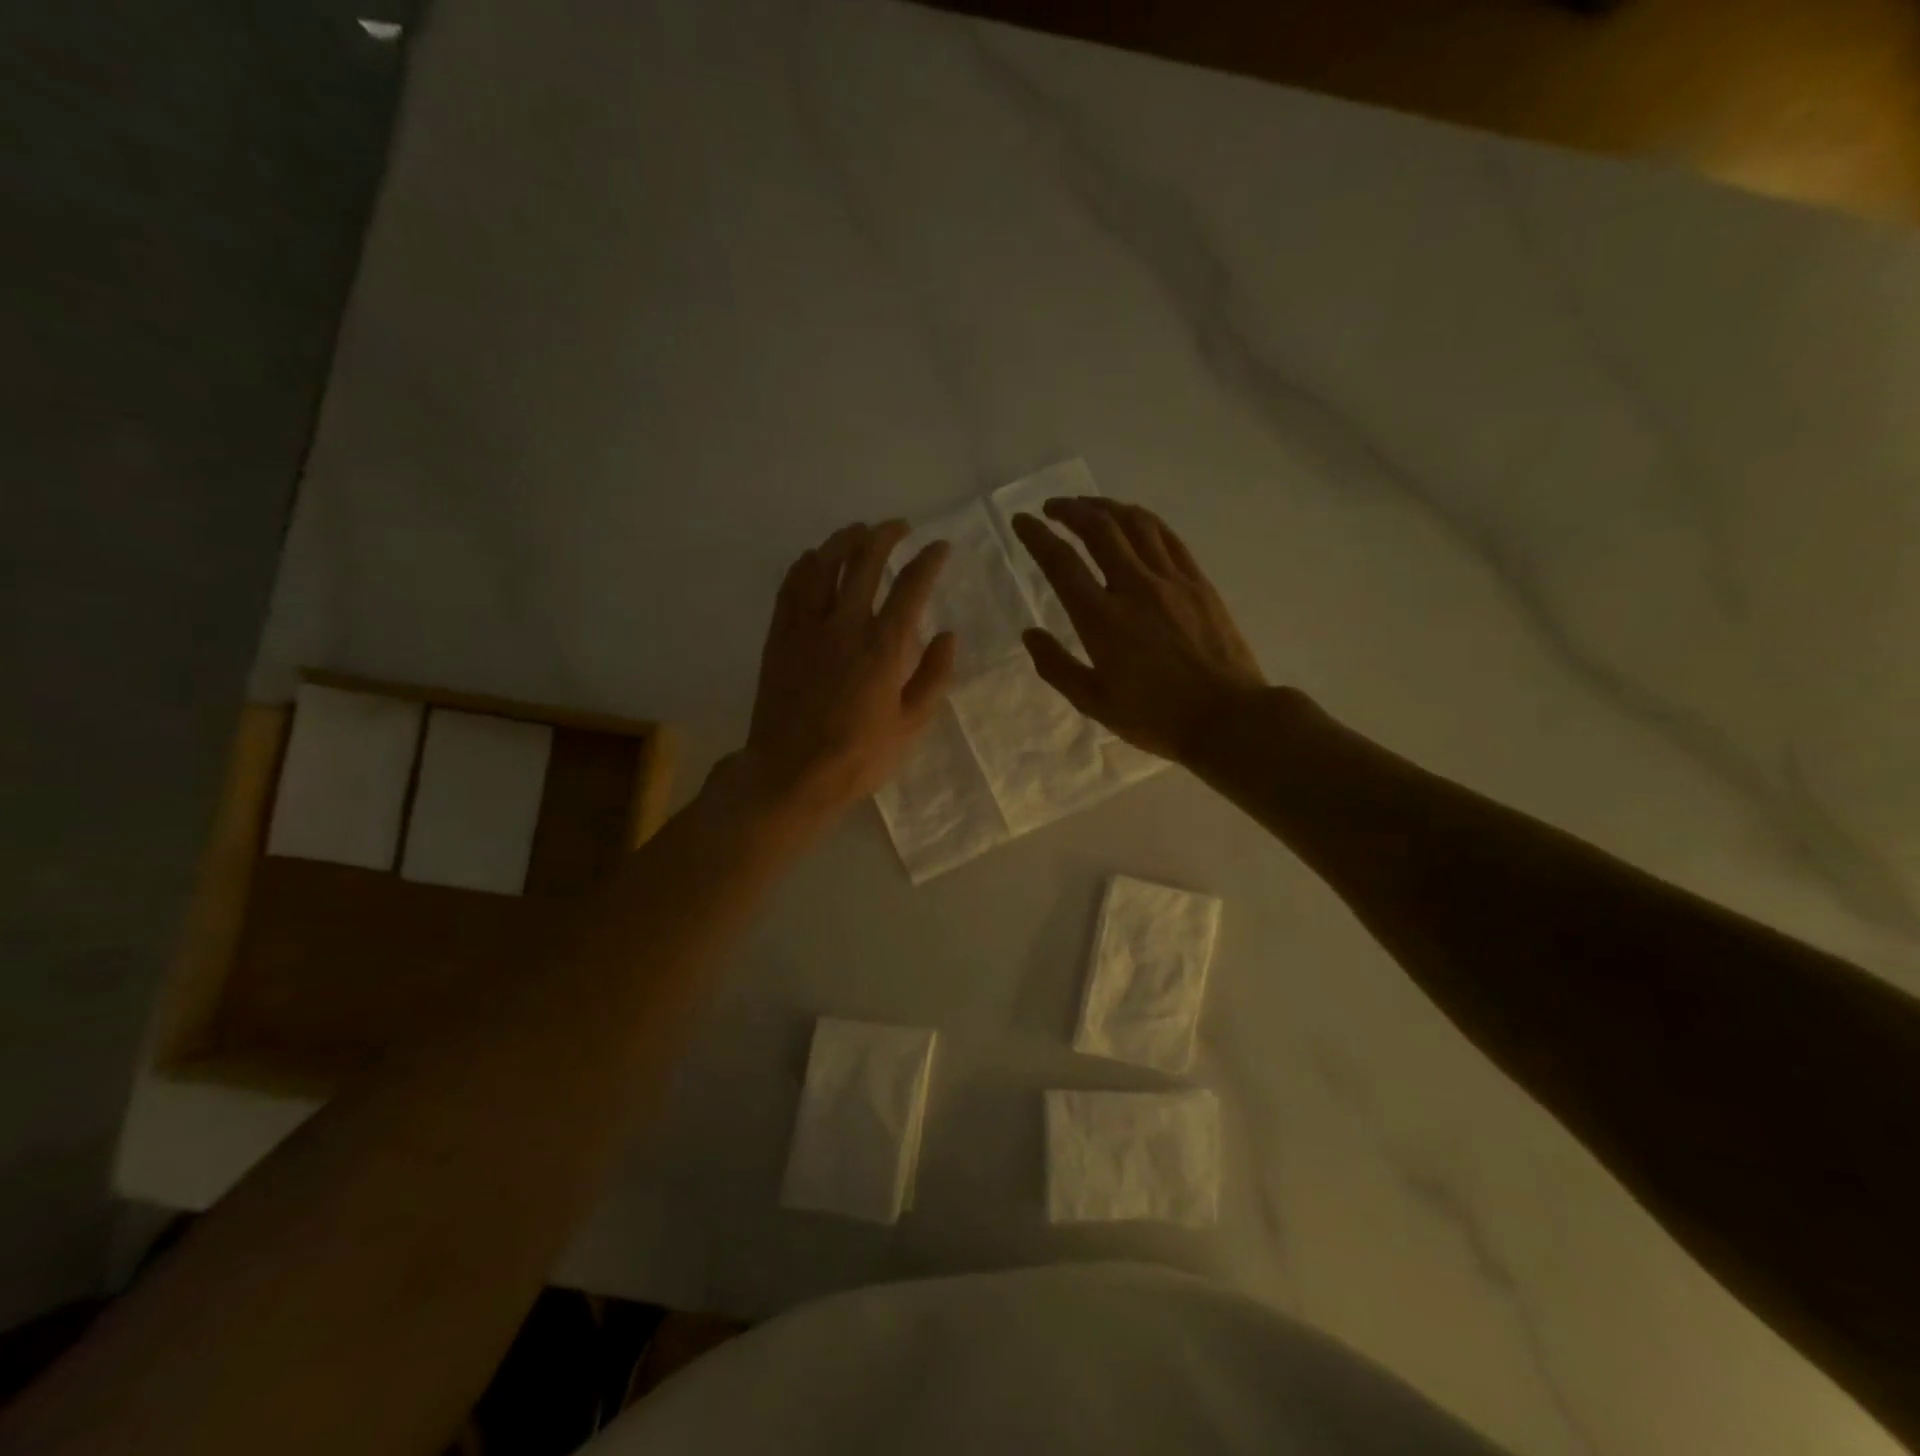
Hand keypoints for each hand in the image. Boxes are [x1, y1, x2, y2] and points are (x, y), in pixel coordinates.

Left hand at [737, 520, 955, 824]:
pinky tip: (814, 559)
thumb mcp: (911, 725)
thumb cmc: (858, 756)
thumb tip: (948, 635)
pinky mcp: (779, 636)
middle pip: (865, 561)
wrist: (790, 773)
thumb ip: (933, 676)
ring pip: (824, 564)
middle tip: (898, 527)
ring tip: (858, 531)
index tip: (939, 547)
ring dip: (843, 540)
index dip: (928, 560)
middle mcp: (846, 624)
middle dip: (885, 535)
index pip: (911, 586)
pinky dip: (806, 565)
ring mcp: (807, 627)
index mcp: (884, 647)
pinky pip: (791, 586)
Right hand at [1011, 497, 1264, 762]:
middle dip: (1070, 510)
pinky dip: (1143, 520)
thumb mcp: (1095, 703)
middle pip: (1098, 529)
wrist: (1227, 718)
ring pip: (1135, 524)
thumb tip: (1029, 634)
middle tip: (1052, 508)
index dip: (1037, 537)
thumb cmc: (1156, 717)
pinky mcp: (1198, 582)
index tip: (1022, 521)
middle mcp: (1134, 588)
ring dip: (1106, 506)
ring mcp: (1171, 580)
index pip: (1061, 563)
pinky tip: (1134, 519)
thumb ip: (1057, 667)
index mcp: (1101, 619)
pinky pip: (1167, 537)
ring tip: (1089, 505)